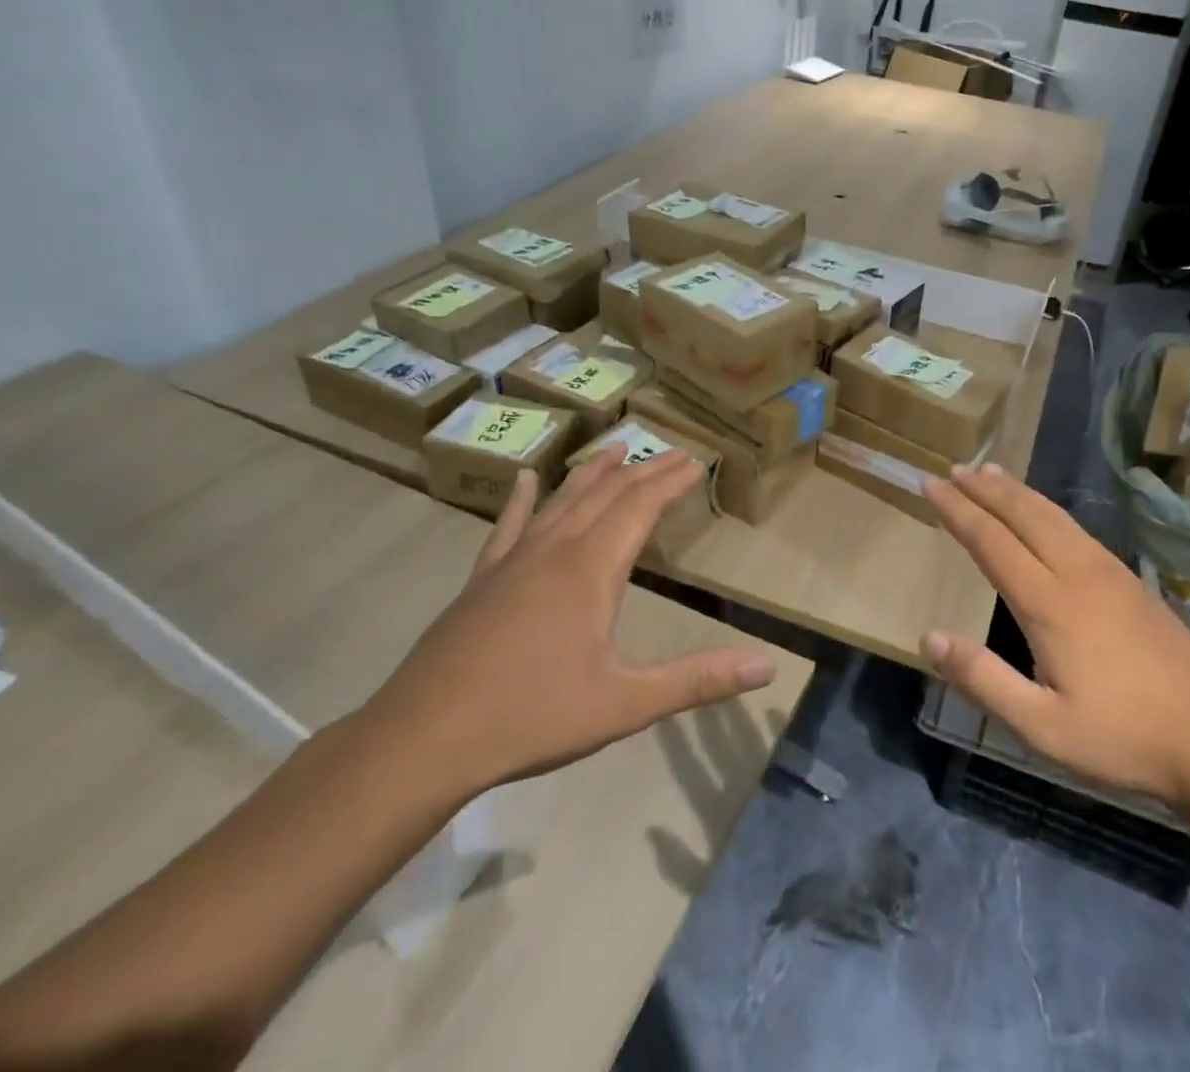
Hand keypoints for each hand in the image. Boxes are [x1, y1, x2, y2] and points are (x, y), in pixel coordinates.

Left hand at [362, 446, 777, 802]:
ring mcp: (512, 560)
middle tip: (673, 452)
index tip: (697, 461)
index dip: (671, 482)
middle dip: (644, 470)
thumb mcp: (624, 705)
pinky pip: (507, 525)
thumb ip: (698, 681)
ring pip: (561, 500)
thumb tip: (768, 666)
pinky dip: (521, 498)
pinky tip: (521, 478)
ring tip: (616, 448)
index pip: (640, 506)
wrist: (421, 740)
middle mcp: (554, 549)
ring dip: (593, 472)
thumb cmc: (531, 718)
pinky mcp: (481, 579)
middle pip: (606, 494)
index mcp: (590, 569)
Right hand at [921, 464, 1189, 808]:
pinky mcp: (1132, 582)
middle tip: (955, 468)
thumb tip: (929, 638)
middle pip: (1024, 515)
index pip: (992, 542)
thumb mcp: (1040, 727)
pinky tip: (1045, 514)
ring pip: (1054, 515)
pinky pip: (1077, 528)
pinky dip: (1048, 508)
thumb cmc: (1121, 738)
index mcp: (1049, 604)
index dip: (958, 511)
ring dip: (1018, 492)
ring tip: (992, 473)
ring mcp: (1110, 573)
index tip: (931, 485)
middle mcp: (1077, 574)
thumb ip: (983, 679)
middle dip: (985, 489)